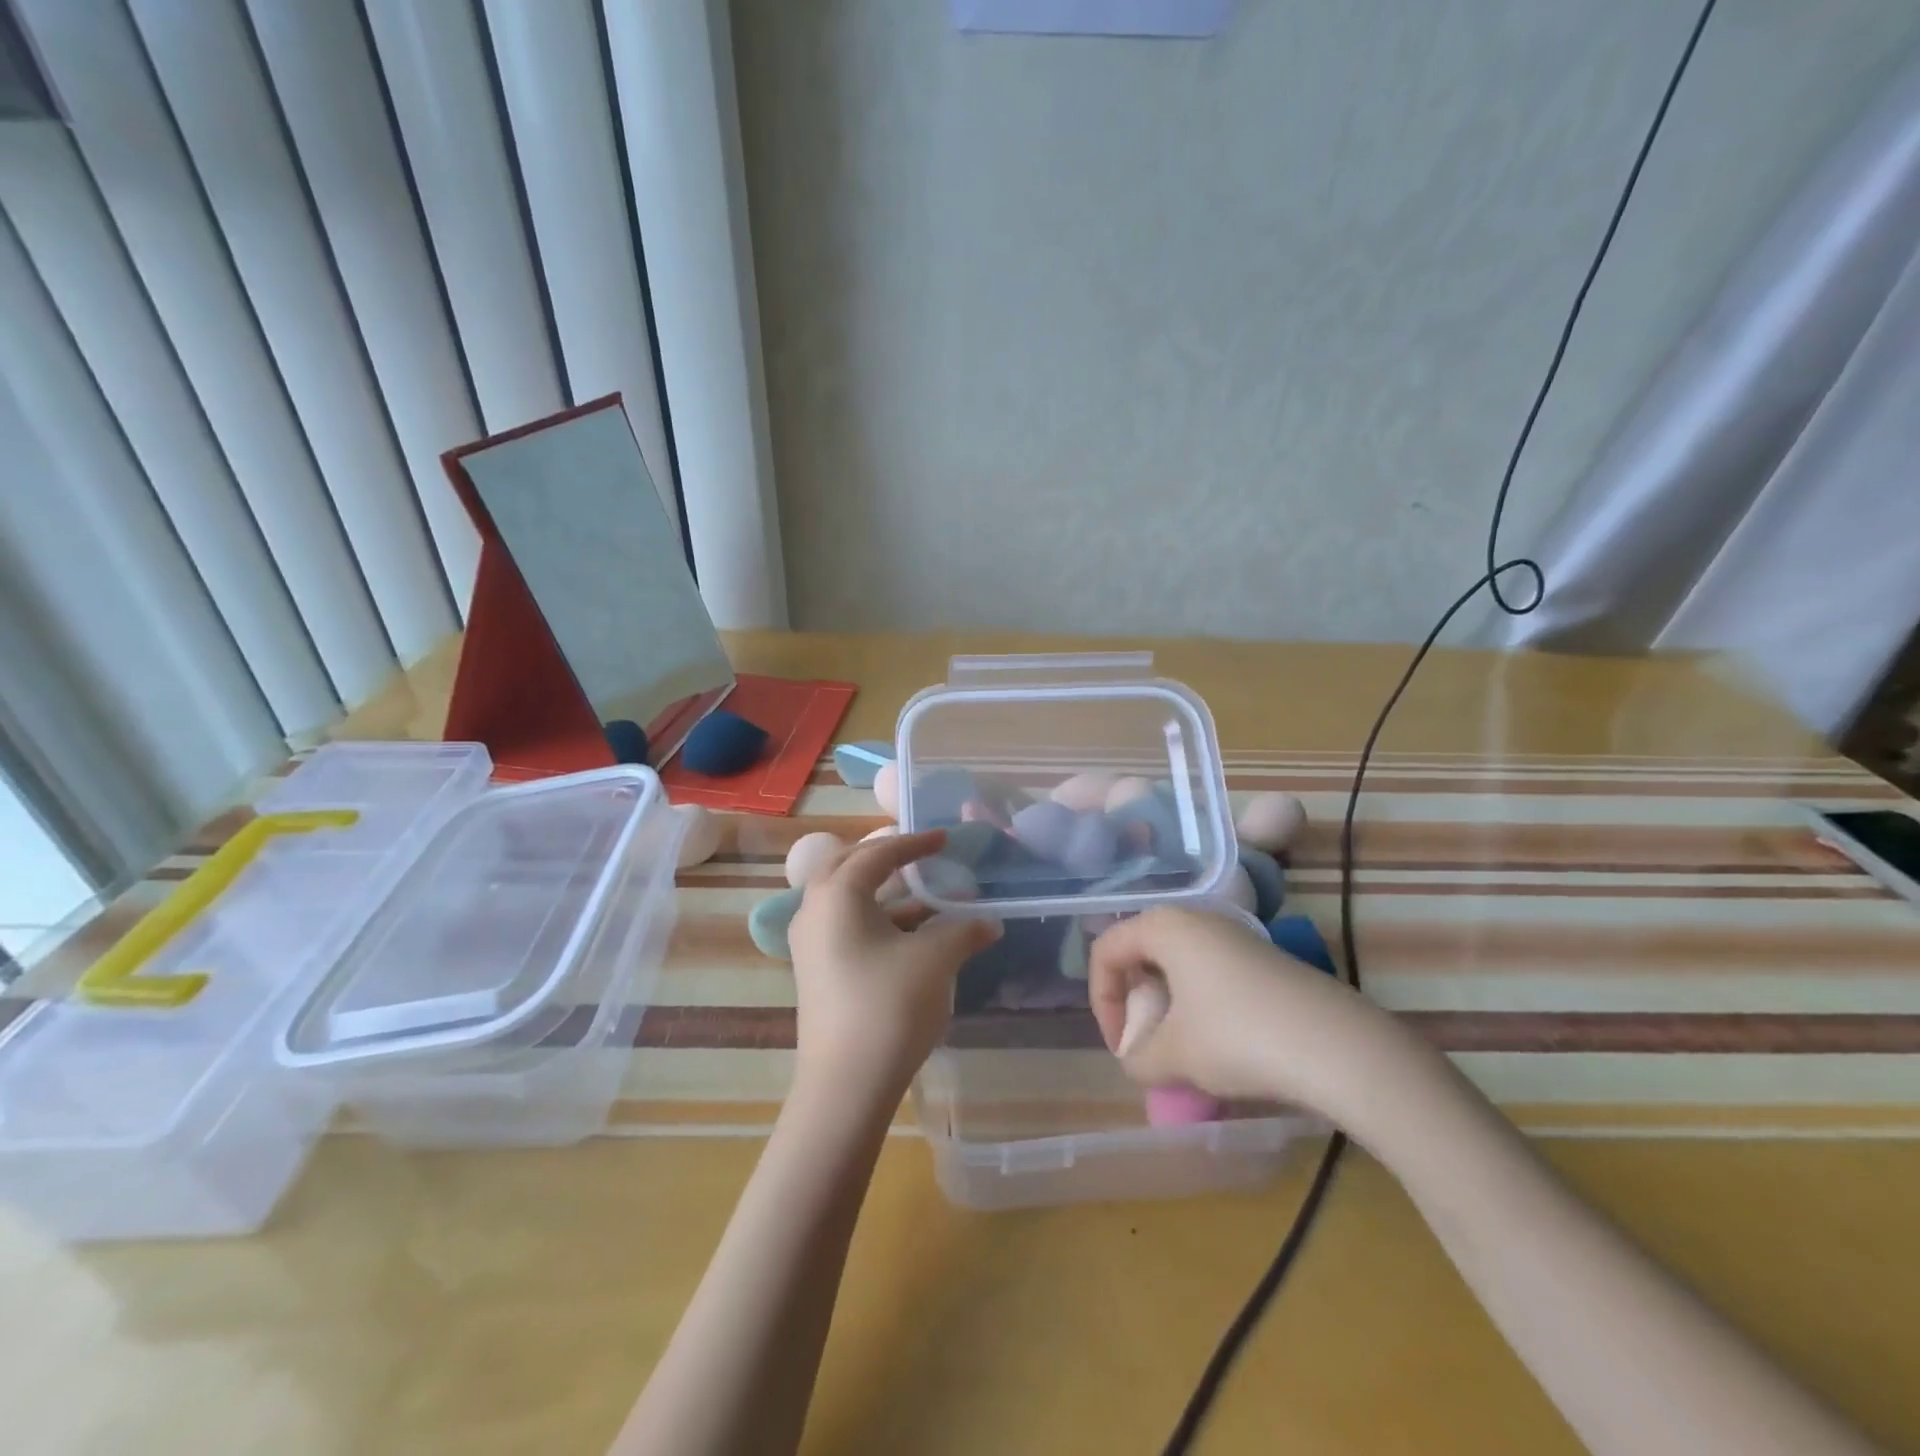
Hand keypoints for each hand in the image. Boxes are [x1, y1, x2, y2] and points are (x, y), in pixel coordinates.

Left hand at [787, 830, 1002, 1107]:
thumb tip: (990, 922)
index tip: (944, 839)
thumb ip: (964, 931)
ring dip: (887, 895)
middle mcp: (814, 910)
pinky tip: (913, 938)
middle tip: (920, 857)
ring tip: (929, 902)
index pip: (878, 853)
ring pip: (848, 900)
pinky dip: (878, 922)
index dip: (914, 843)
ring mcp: (810, 943)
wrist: (846, 1085)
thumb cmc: (889, 1005)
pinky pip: (846, 927)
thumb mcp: (935, 960)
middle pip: (850, 867)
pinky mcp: (816, 971)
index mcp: (837, 894)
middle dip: (887, 859)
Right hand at [1088, 906, 1407, 1119]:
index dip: (1101, 1000)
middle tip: (1147, 1046)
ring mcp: (1236, 937)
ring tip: (1184, 1053)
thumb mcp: (1174, 1056)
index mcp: (1164, 926)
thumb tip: (1137, 1062)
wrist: (1340, 1047)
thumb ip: (1138, 1059)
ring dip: (1170, 1008)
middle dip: (1136, 1003)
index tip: (1121, 1047)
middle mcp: (1197, 919)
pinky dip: (1203, 1008)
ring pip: (1180, 966)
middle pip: (1142, 953)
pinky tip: (1224, 1049)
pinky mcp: (1267, 960)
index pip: (1107, 950)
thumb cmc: (1238, 1038)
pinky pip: (1214, 975)